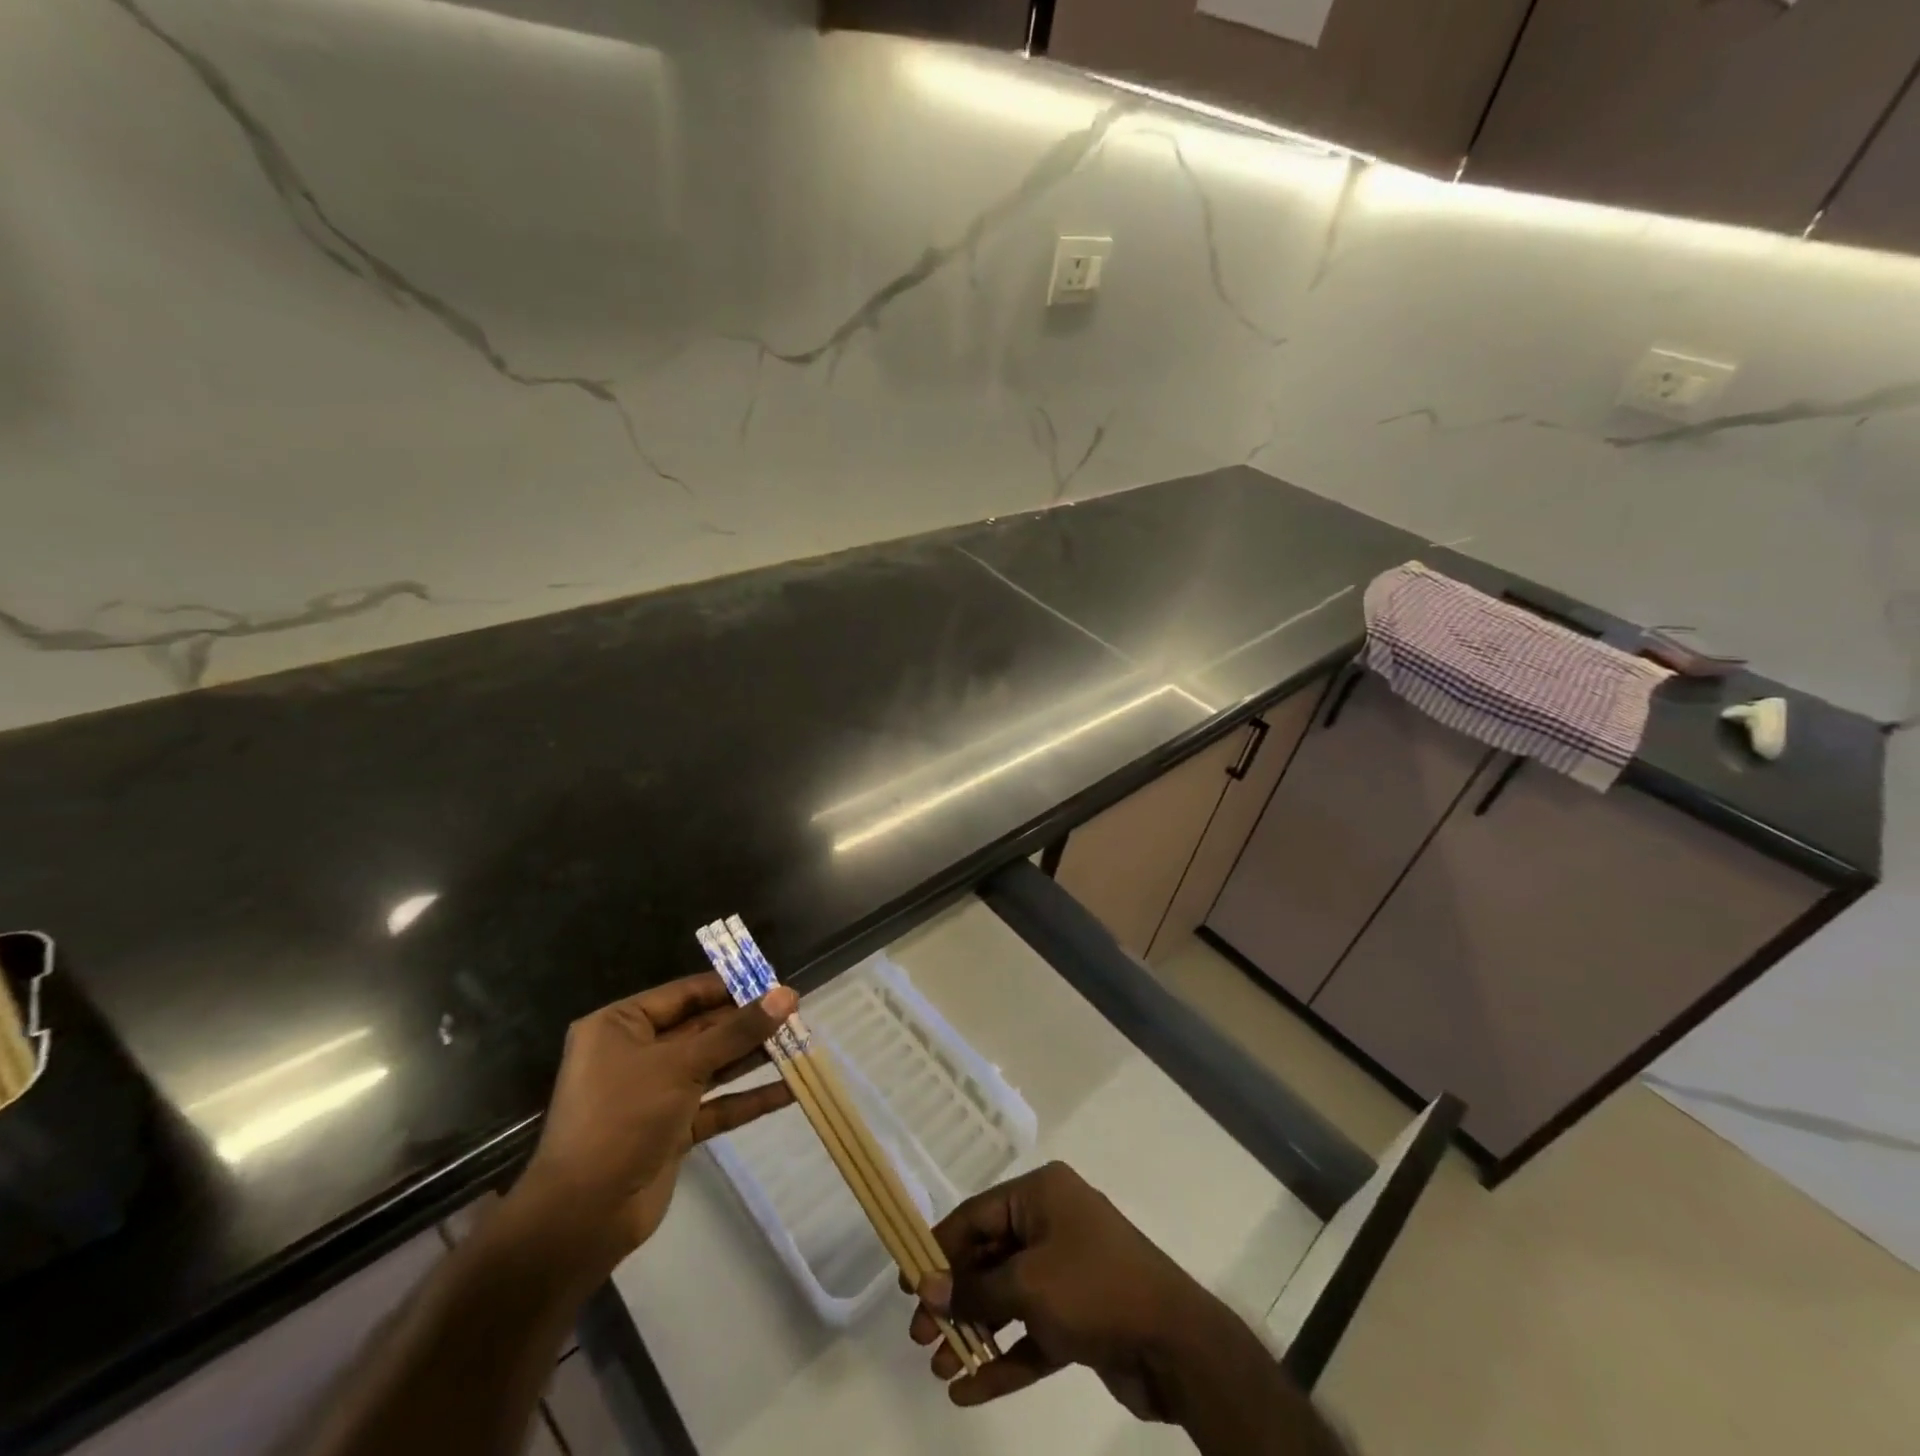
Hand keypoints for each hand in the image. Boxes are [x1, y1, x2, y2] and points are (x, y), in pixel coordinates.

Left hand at [503, 973, 796, 1285]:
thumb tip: (787, 995)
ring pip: (713, 1065)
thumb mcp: (682, 1065)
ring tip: (800, 1043)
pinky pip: (716, 1104)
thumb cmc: (623, 1118)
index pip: (685, 994)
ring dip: (753, 1057)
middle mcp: (636, 1053)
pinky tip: (789, 1090)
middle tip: (796, 1014)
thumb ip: (737, 1031)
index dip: (730, 987)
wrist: (582, 1217)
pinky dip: (748, 1098)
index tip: (775, 983)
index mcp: (621, 1026)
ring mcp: (654, 1092)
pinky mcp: (671, 1128)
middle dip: (748, 1024)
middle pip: (702, 1028)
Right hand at [909, 1162, 1246, 1418]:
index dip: (940, 1249)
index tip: (908, 1284)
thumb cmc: (1095, 1290)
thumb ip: (975, 1289)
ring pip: (1007, 1298)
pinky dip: (1003, 1358)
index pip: (977, 1215)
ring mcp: (1066, 1271)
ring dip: (974, 1332)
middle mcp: (1052, 1224)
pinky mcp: (1078, 1317)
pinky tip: (968, 1391)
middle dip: (955, 1298)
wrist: (1175, 1344)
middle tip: (920, 1335)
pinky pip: (1030, 1332)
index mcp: (1041, 1195)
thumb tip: (927, 1287)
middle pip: (989, 1257)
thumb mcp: (1028, 1285)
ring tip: (940, 1367)